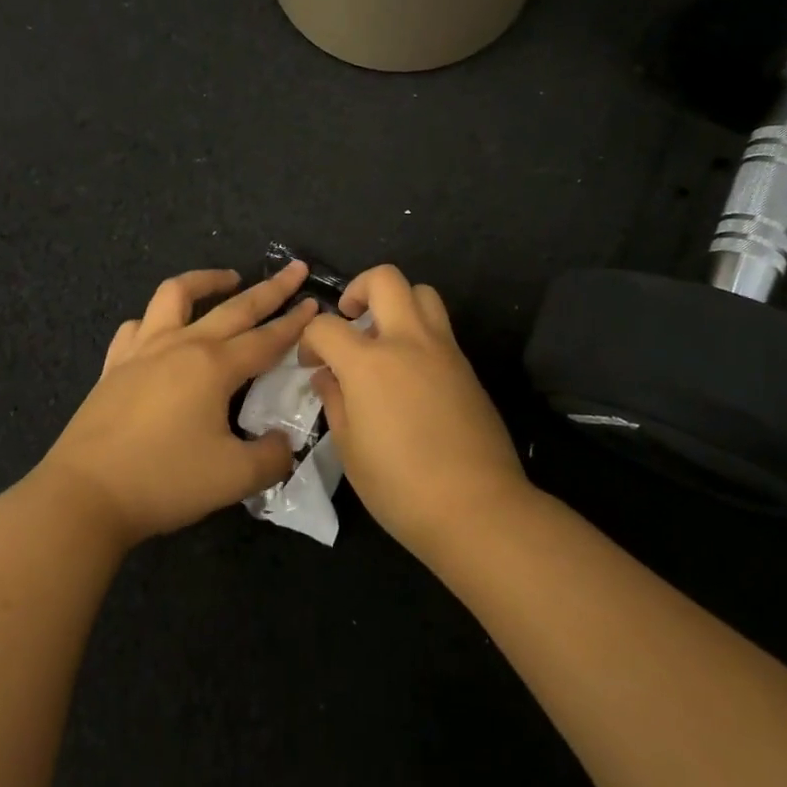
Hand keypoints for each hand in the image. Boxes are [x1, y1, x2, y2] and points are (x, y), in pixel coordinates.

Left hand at [31, 263, 319, 548]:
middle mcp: (182, 345)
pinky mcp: (114, 365)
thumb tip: (283, 443)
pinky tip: (162, 329)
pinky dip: (156, 318)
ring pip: (176, 295)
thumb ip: (271, 457)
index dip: (295, 322)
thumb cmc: (164, 481)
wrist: (84, 495)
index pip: (267, 338)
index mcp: (215, 366)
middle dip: (270, 288)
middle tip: (294, 270)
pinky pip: (137, 326)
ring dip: (206, 281)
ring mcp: (143, 350)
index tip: (316, 303)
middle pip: (234, 307)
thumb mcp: (234, 478)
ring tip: (227, 279)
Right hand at [298, 266, 528, 557]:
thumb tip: (328, 376)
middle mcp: (408, 341)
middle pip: (385, 279)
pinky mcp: (467, 366)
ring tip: (384, 337)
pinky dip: (419, 332)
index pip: (327, 326)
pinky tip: (410, 372)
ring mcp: (443, 350)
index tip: (312, 364)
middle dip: (359, 289)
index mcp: (369, 362)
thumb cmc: (400, 486)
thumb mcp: (349, 449)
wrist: (476, 507)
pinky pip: (440, 328)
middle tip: (350, 320)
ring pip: (422, 293)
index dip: (310, 339)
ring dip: (398, 302)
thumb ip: (335, 401)